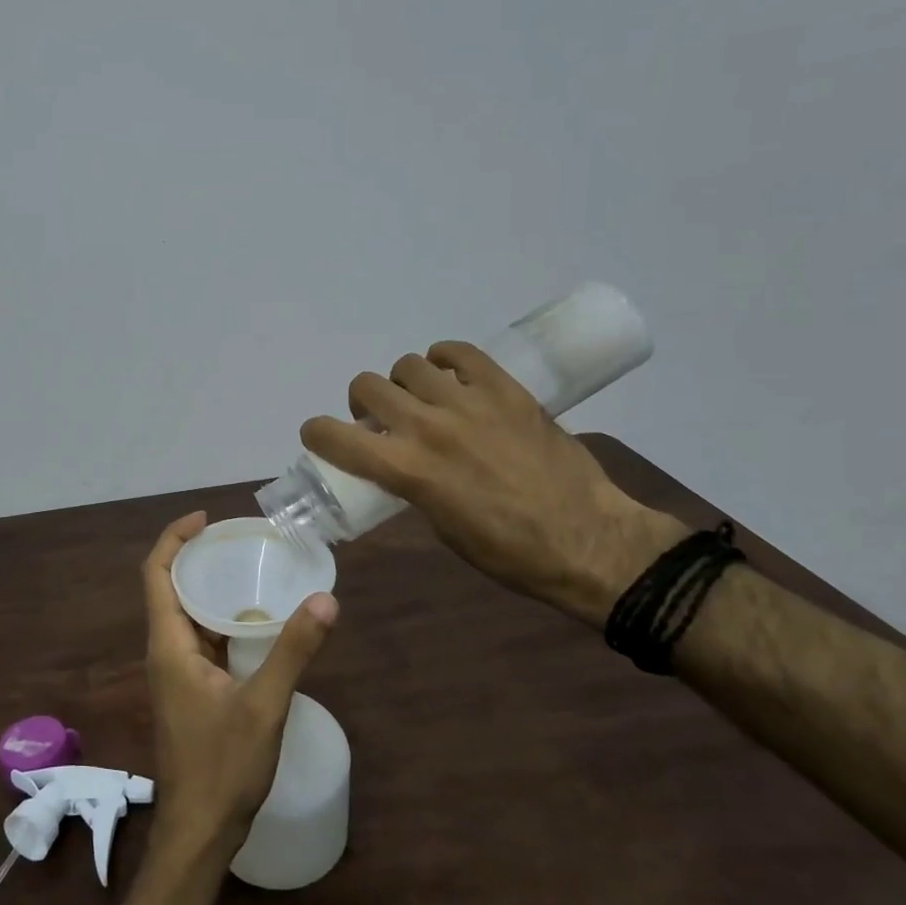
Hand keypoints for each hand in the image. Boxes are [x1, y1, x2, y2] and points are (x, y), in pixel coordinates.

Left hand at [141, 512, 336, 866]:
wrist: (199, 832)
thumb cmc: (222, 767)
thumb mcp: (264, 706)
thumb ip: (293, 651)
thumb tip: (325, 599)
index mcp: (168, 645)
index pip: (157, 573)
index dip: (174, 538)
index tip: (206, 518)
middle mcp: (165, 651)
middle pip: (170, 588)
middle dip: (197, 557)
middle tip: (238, 540)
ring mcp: (175, 674)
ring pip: (187, 617)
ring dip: (211, 590)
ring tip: (251, 570)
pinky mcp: (190, 691)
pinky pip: (201, 641)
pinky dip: (222, 622)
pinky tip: (257, 624)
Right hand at [300, 344, 682, 625]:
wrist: (589, 540)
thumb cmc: (509, 551)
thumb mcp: (440, 526)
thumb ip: (410, 484)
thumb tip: (399, 461)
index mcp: (408, 470)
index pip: (334, 436)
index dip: (316, 432)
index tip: (321, 435)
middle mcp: (428, 428)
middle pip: (367, 387)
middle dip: (363, 403)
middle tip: (381, 419)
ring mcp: (468, 402)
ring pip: (409, 365)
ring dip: (405, 383)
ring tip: (423, 399)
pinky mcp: (505, 388)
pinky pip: (459, 353)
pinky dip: (445, 360)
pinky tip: (452, 377)